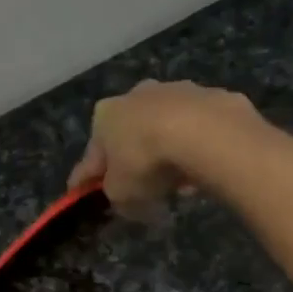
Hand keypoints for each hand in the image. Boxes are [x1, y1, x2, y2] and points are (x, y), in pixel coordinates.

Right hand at [68, 79, 257, 217]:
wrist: (202, 131)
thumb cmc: (147, 161)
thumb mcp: (122, 194)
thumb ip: (118, 198)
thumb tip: (126, 201)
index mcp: (106, 115)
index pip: (92, 154)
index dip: (87, 178)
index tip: (82, 192)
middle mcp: (137, 95)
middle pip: (131, 135)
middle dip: (134, 160)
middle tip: (142, 189)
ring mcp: (177, 90)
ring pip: (167, 129)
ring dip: (169, 153)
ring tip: (181, 185)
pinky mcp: (211, 97)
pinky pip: (199, 131)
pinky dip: (198, 149)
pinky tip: (205, 170)